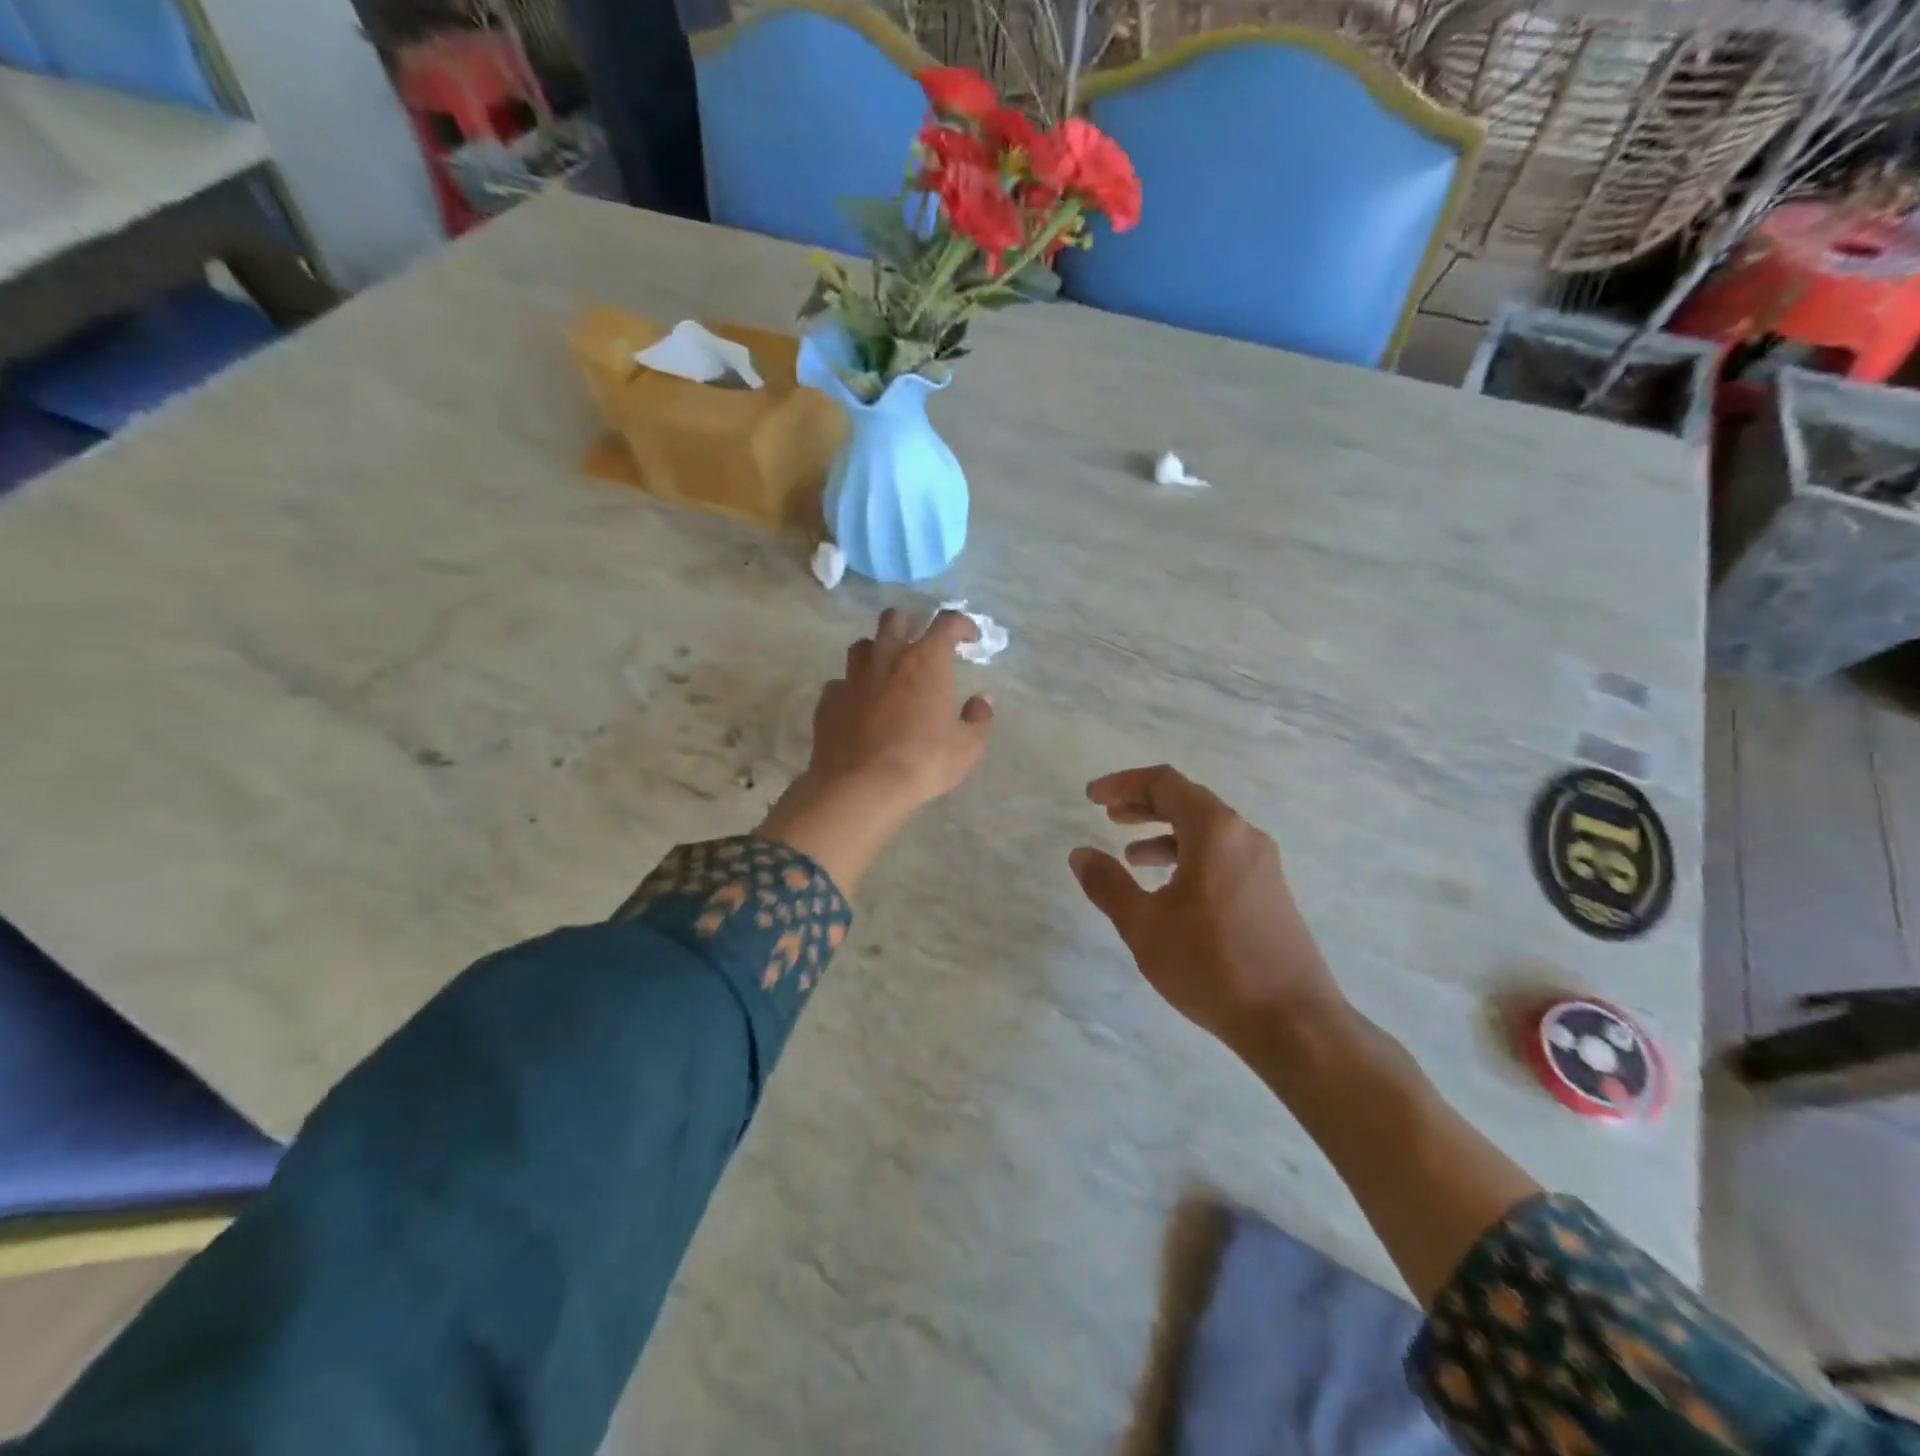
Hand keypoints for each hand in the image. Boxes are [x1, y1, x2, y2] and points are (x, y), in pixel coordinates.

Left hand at [804, 607, 993, 806]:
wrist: (861, 786)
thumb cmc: (923, 762)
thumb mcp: (967, 747)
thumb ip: (978, 719)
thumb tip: (981, 701)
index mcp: (926, 660)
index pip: (947, 622)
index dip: (961, 624)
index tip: (969, 638)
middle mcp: (887, 657)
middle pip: (894, 618)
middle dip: (910, 624)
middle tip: (921, 645)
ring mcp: (852, 677)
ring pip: (862, 646)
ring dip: (877, 652)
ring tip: (887, 672)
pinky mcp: (829, 699)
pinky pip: (841, 683)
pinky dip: (853, 689)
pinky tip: (859, 707)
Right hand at [1069, 765, 1344, 1053]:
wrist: (1294, 1023)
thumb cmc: (1212, 965)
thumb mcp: (1145, 926)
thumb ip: (1108, 884)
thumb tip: (1080, 853)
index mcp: (1215, 831)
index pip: (1165, 783)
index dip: (1124, 784)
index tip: (1092, 797)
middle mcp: (1244, 836)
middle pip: (1188, 801)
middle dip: (1143, 805)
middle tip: (1108, 815)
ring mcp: (1263, 865)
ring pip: (1206, 831)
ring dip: (1165, 833)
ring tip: (1131, 855)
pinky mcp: (1270, 892)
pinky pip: (1222, 856)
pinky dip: (1189, 857)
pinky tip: (1169, 889)